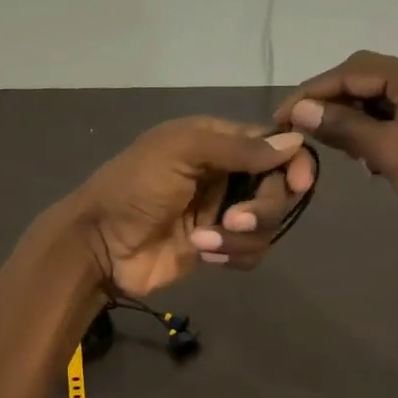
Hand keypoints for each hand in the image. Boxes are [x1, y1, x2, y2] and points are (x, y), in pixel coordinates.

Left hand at [61, 117, 315, 297]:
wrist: (100, 244)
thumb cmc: (134, 187)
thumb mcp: (179, 152)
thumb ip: (236, 148)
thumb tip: (295, 144)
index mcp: (218, 142)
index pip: (274, 146)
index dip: (293, 163)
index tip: (298, 183)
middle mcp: (227, 174)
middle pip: (278, 188)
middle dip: (263, 207)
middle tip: (233, 220)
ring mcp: (223, 213)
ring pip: (267, 224)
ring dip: (240, 237)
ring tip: (204, 242)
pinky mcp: (218, 248)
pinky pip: (252, 251)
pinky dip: (233, 255)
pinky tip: (203, 255)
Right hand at [275, 51, 397, 239]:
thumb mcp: (392, 152)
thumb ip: (344, 127)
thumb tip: (299, 109)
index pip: (352, 71)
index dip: (311, 92)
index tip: (279, 118)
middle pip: (366, 81)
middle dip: (331, 105)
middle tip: (301, 134)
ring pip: (381, 102)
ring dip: (353, 122)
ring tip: (332, 150)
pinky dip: (376, 134)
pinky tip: (366, 159)